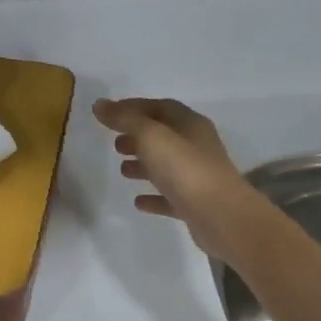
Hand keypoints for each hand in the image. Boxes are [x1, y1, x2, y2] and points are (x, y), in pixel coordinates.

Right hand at [93, 97, 254, 260]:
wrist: (221, 216)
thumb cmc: (185, 169)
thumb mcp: (151, 137)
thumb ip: (125, 119)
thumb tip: (99, 104)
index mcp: (190, 125)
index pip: (160, 107)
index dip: (134, 107)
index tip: (108, 113)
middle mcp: (196, 146)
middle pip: (164, 136)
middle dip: (138, 137)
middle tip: (115, 144)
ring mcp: (197, 176)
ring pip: (166, 165)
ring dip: (144, 165)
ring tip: (122, 170)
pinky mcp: (195, 203)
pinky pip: (169, 196)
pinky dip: (153, 196)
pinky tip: (138, 202)